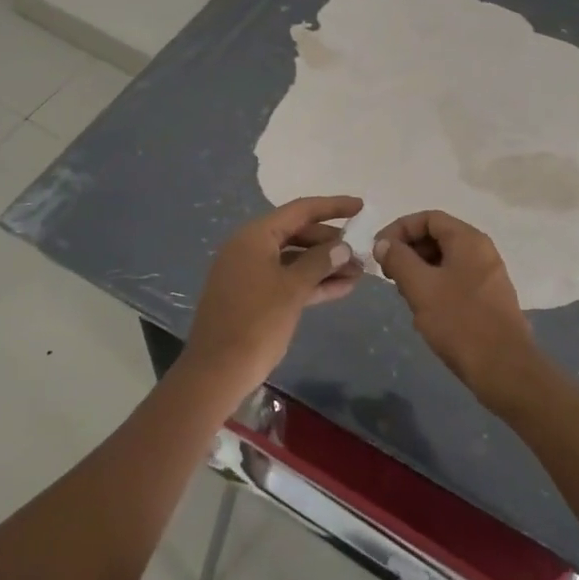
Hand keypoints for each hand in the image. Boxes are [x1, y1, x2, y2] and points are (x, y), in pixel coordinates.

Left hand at [185, 195, 364, 397]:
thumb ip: (320, 262)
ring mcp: (250, 273)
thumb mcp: (292, 289)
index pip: (300, 210)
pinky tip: (341, 288)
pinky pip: (287, 279)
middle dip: (331, 243)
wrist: (216, 373)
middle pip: (298, 234)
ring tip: (359, 273)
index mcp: (255, 236)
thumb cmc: (256, 323)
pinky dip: (311, 282)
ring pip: (294, 259)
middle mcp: (250, 248)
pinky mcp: (253, 296)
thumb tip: (343, 246)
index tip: (361, 207)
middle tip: (362, 253)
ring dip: (325, 265)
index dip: (333, 206)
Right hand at [374, 210, 541, 414]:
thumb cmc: (460, 322)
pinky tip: (424, 312)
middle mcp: (481, 251)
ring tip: (405, 295)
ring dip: (419, 271)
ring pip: (445, 261)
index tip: (379, 251)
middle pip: (437, 237)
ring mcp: (488, 275)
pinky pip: (455, 280)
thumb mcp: (421, 287)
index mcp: (468, 240)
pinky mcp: (488, 298)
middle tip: (389, 275)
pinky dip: (435, 287)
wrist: (505, 370)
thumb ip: (398, 259)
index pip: (428, 218)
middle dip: (408, 252)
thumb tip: (384, 243)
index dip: (399, 229)